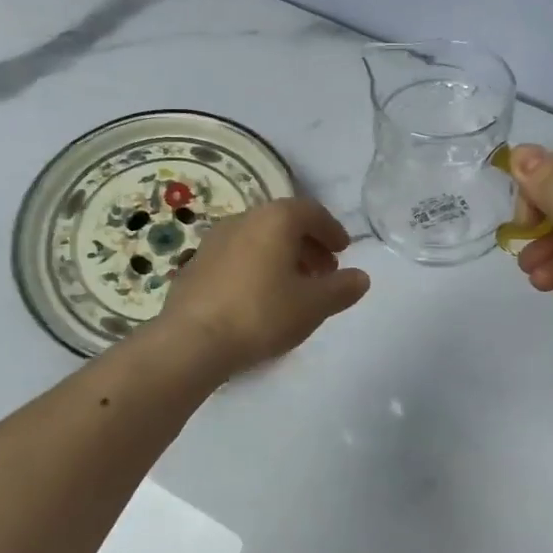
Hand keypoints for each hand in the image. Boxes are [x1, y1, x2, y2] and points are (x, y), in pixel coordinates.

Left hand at [158, 198, 371, 375]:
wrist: (192, 340)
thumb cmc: (261, 313)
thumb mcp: (313, 305)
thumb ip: (341, 288)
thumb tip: (360, 277)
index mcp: (275, 219)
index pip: (311, 211)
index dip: (332, 230)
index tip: (343, 251)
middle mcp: (243, 219)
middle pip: (284, 223)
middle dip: (308, 244)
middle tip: (324, 272)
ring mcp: (215, 240)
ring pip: (259, 239)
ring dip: (282, 256)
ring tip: (295, 287)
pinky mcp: (196, 264)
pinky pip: (237, 256)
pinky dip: (257, 267)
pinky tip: (261, 298)